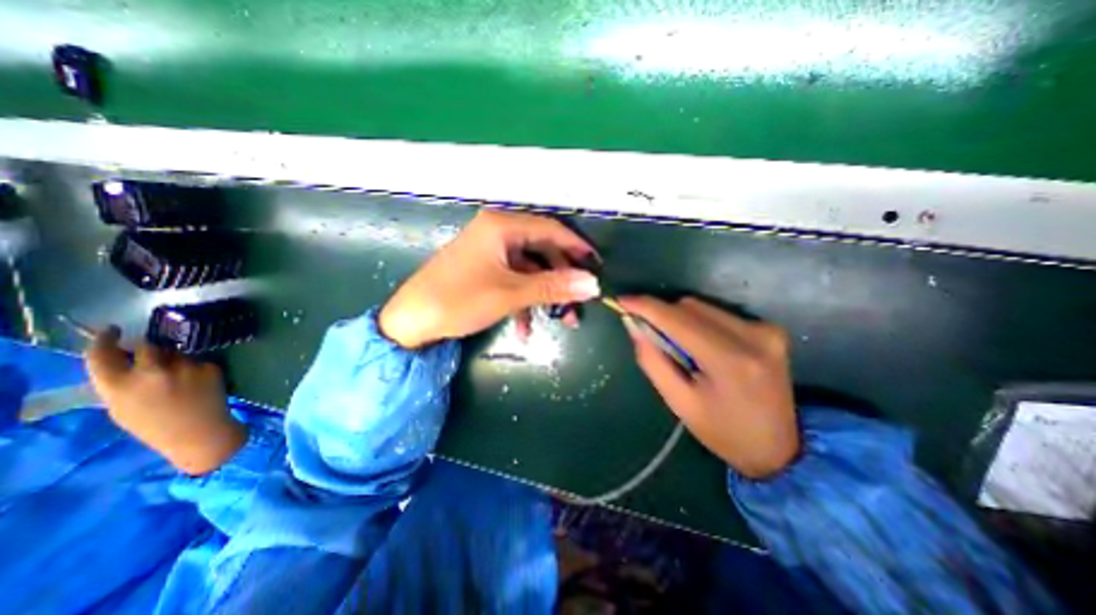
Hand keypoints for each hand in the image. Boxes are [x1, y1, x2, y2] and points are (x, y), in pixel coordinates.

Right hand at [84, 327, 243, 476]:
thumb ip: (119, 383)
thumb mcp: (121, 408)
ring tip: (180, 380)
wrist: (200, 431)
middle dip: (150, 348)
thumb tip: (122, 360)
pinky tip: (198, 384)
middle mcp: (151, 372)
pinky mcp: (209, 367)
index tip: (112, 330)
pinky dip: (196, 369)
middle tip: (155, 357)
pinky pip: (198, 362)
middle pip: (149, 345)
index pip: (103, 354)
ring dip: (175, 360)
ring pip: (177, 353)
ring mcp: (184, 367)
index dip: (106, 339)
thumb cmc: (156, 426)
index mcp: (118, 385)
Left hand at [378, 210, 598, 345]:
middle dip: (561, 279)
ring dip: (545, 295)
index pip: (550, 229)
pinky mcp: (484, 269)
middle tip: (579, 302)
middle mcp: (497, 232)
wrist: (411, 321)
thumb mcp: (510, 293)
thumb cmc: (460, 300)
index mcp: (501, 226)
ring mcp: (490, 252)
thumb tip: (593, 284)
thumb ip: (553, 287)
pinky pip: (513, 280)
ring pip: (530, 269)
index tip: (597, 266)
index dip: (576, 247)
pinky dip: (523, 301)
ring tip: (561, 321)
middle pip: (542, 250)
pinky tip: (525, 329)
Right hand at [616, 295, 798, 478]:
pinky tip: (699, 345)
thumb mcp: (679, 402)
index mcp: (729, 361)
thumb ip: (652, 360)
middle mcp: (752, 336)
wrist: (779, 448)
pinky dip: (698, 322)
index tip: (622, 300)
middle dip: (662, 315)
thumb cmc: (722, 431)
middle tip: (649, 333)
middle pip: (690, 307)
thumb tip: (633, 325)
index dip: (647, 307)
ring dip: (680, 319)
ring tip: (678, 346)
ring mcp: (765, 329)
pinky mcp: (769, 328)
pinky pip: (718, 313)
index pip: (677, 320)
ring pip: (702, 306)